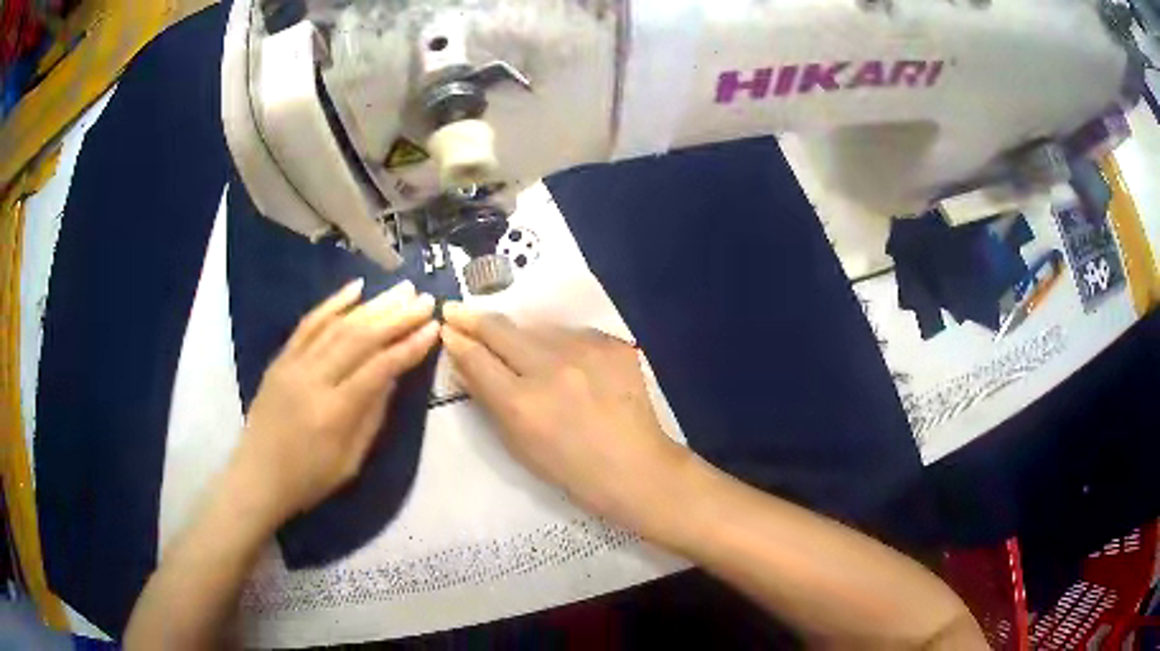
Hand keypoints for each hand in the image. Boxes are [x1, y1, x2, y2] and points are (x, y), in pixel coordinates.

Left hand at [234, 279, 439, 524]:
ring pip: (337, 325)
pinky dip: (333, 303)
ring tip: (401, 289)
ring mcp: (293, 365)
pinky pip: (308, 324)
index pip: (378, 368)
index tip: (434, 327)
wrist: (256, 477)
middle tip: (424, 299)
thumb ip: (372, 416)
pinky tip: (355, 288)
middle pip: (360, 338)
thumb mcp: (350, 461)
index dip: (408, 346)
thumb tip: (394, 376)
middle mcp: (312, 380)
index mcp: (333, 412)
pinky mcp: (281, 359)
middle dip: (396, 316)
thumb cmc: (308, 480)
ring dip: (373, 305)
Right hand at [440, 303, 691, 533]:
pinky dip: (559, 344)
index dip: (457, 340)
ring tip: (516, 345)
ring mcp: (586, 351)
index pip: (477, 357)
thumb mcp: (518, 443)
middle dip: (473, 318)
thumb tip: (463, 365)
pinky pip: (573, 334)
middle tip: (456, 310)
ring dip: (520, 334)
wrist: (636, 468)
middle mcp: (551, 368)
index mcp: (522, 403)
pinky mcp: (613, 344)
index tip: (447, 327)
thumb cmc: (571, 469)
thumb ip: (488, 399)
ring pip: (537, 328)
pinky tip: (563, 360)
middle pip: (501, 330)